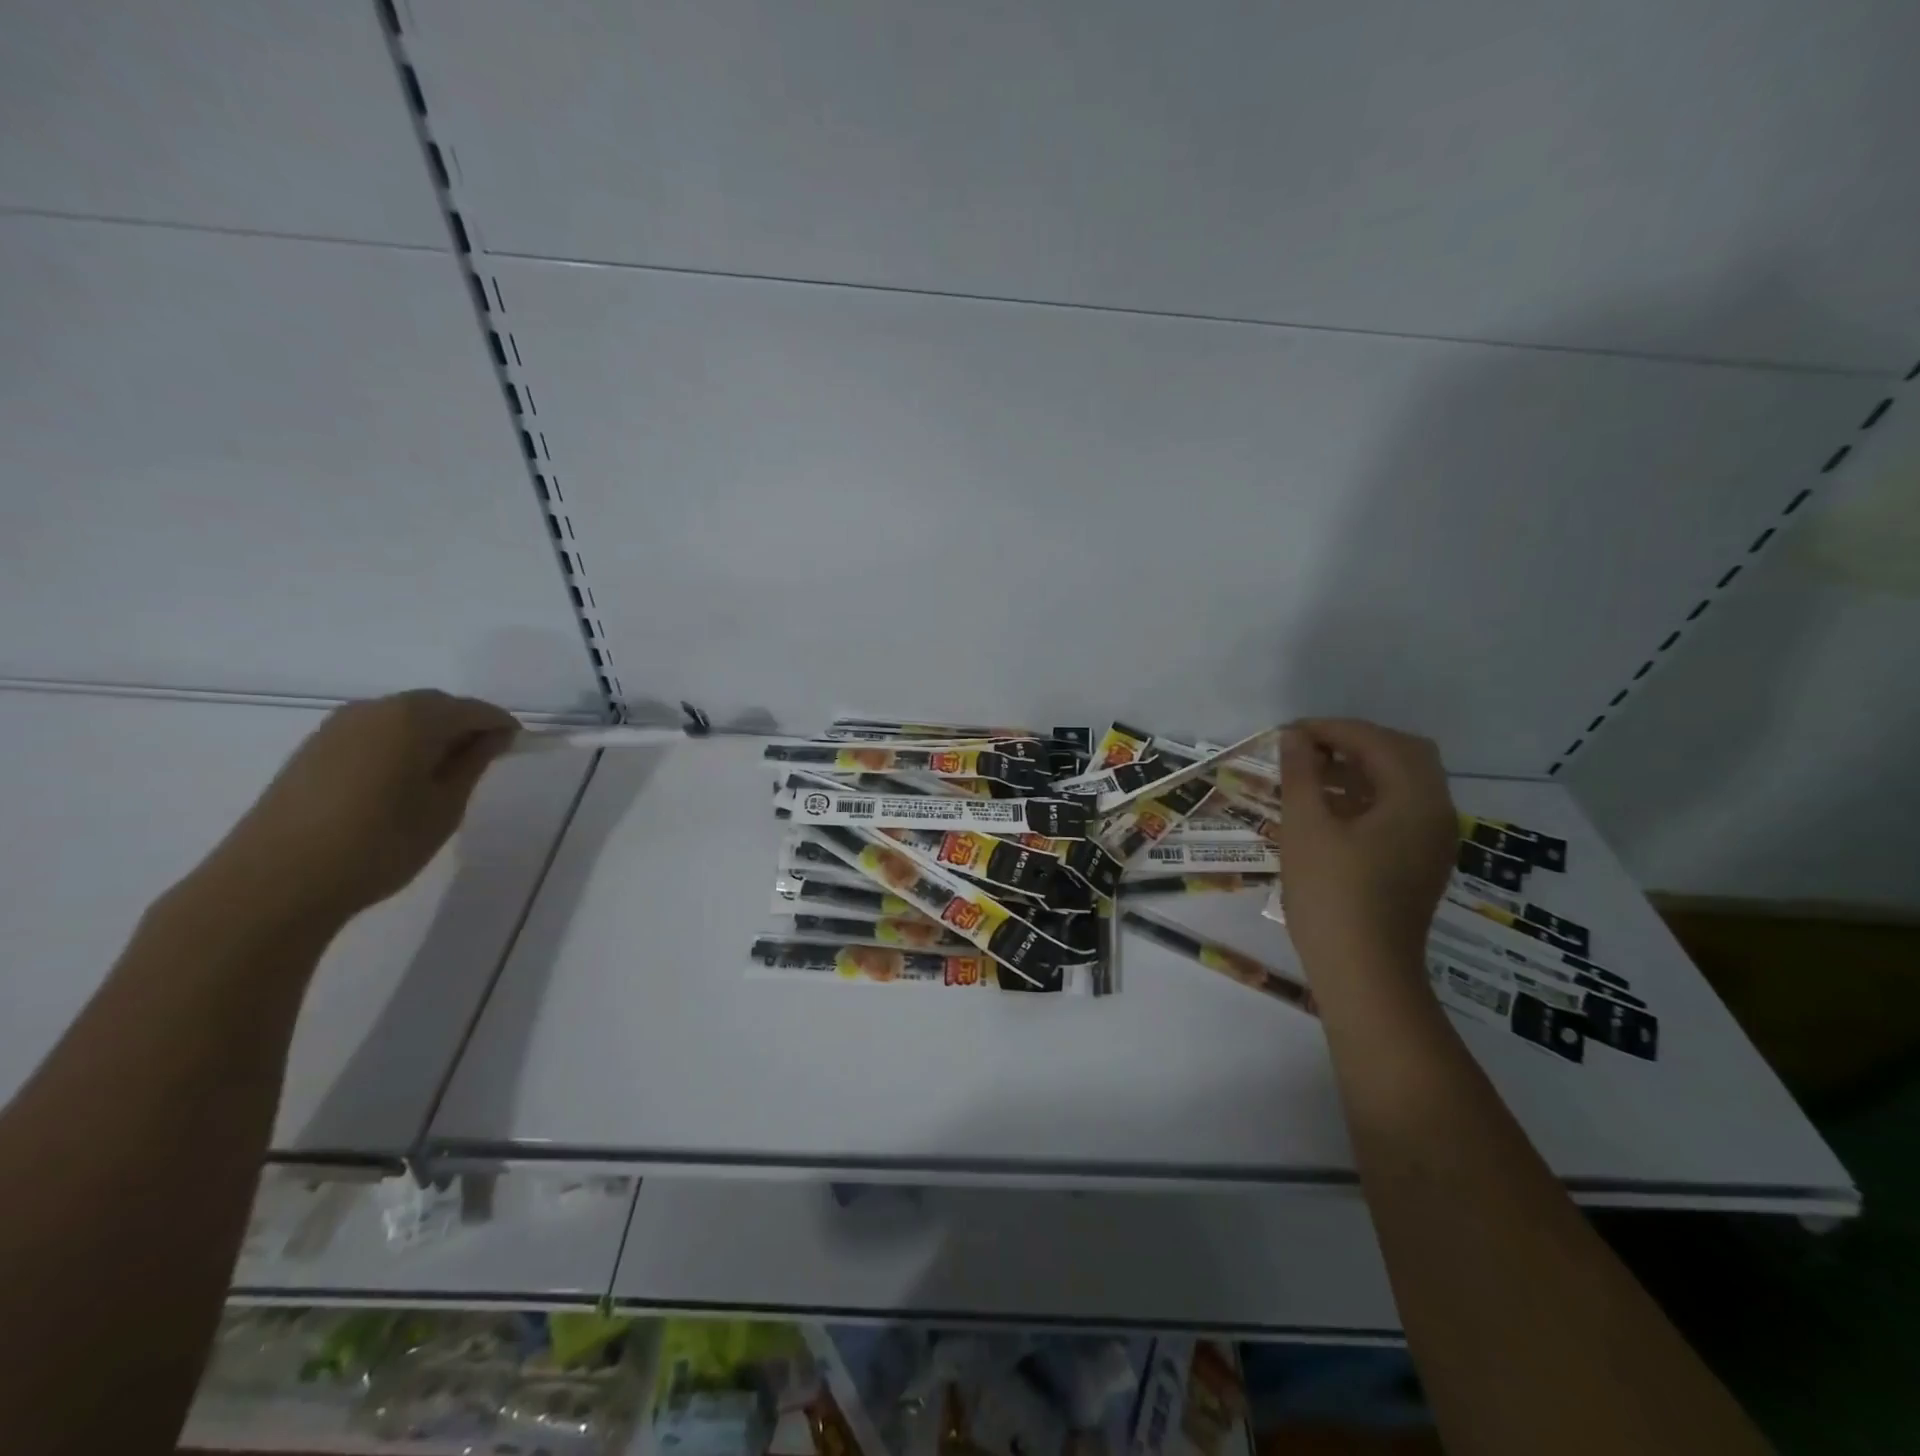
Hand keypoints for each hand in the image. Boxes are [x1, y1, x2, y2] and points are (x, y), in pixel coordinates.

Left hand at [196, 690, 519, 931]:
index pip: (474, 709)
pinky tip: (400, 782)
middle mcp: (375, 709)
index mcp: (414, 717)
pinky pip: (373, 734)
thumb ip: (473, 763)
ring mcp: (337, 727)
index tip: (516, 749)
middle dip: (464, 726)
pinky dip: (397, 746)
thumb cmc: (380, 843)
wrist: (275, 881)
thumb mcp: (445, 807)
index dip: (500, 726)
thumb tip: (494, 736)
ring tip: (442, 776)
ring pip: (401, 718)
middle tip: (483, 762)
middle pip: (435, 706)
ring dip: (429, 736)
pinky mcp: (313, 749)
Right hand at [1278, 719, 1457, 980]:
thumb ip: (1301, 774)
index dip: (1332, 729)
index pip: (1379, 741)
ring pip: (1403, 782)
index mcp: (1416, 800)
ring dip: (1361, 768)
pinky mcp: (1420, 862)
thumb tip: (1294, 738)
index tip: (1289, 734)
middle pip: (1403, 754)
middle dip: (1354, 742)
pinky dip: (1367, 796)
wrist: (1364, 974)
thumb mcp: (1306, 828)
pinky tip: (1328, 808)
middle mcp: (1436, 813)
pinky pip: (1400, 810)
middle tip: (1307, 749)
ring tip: (1310, 774)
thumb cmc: (1331, 895)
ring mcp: (1433, 841)